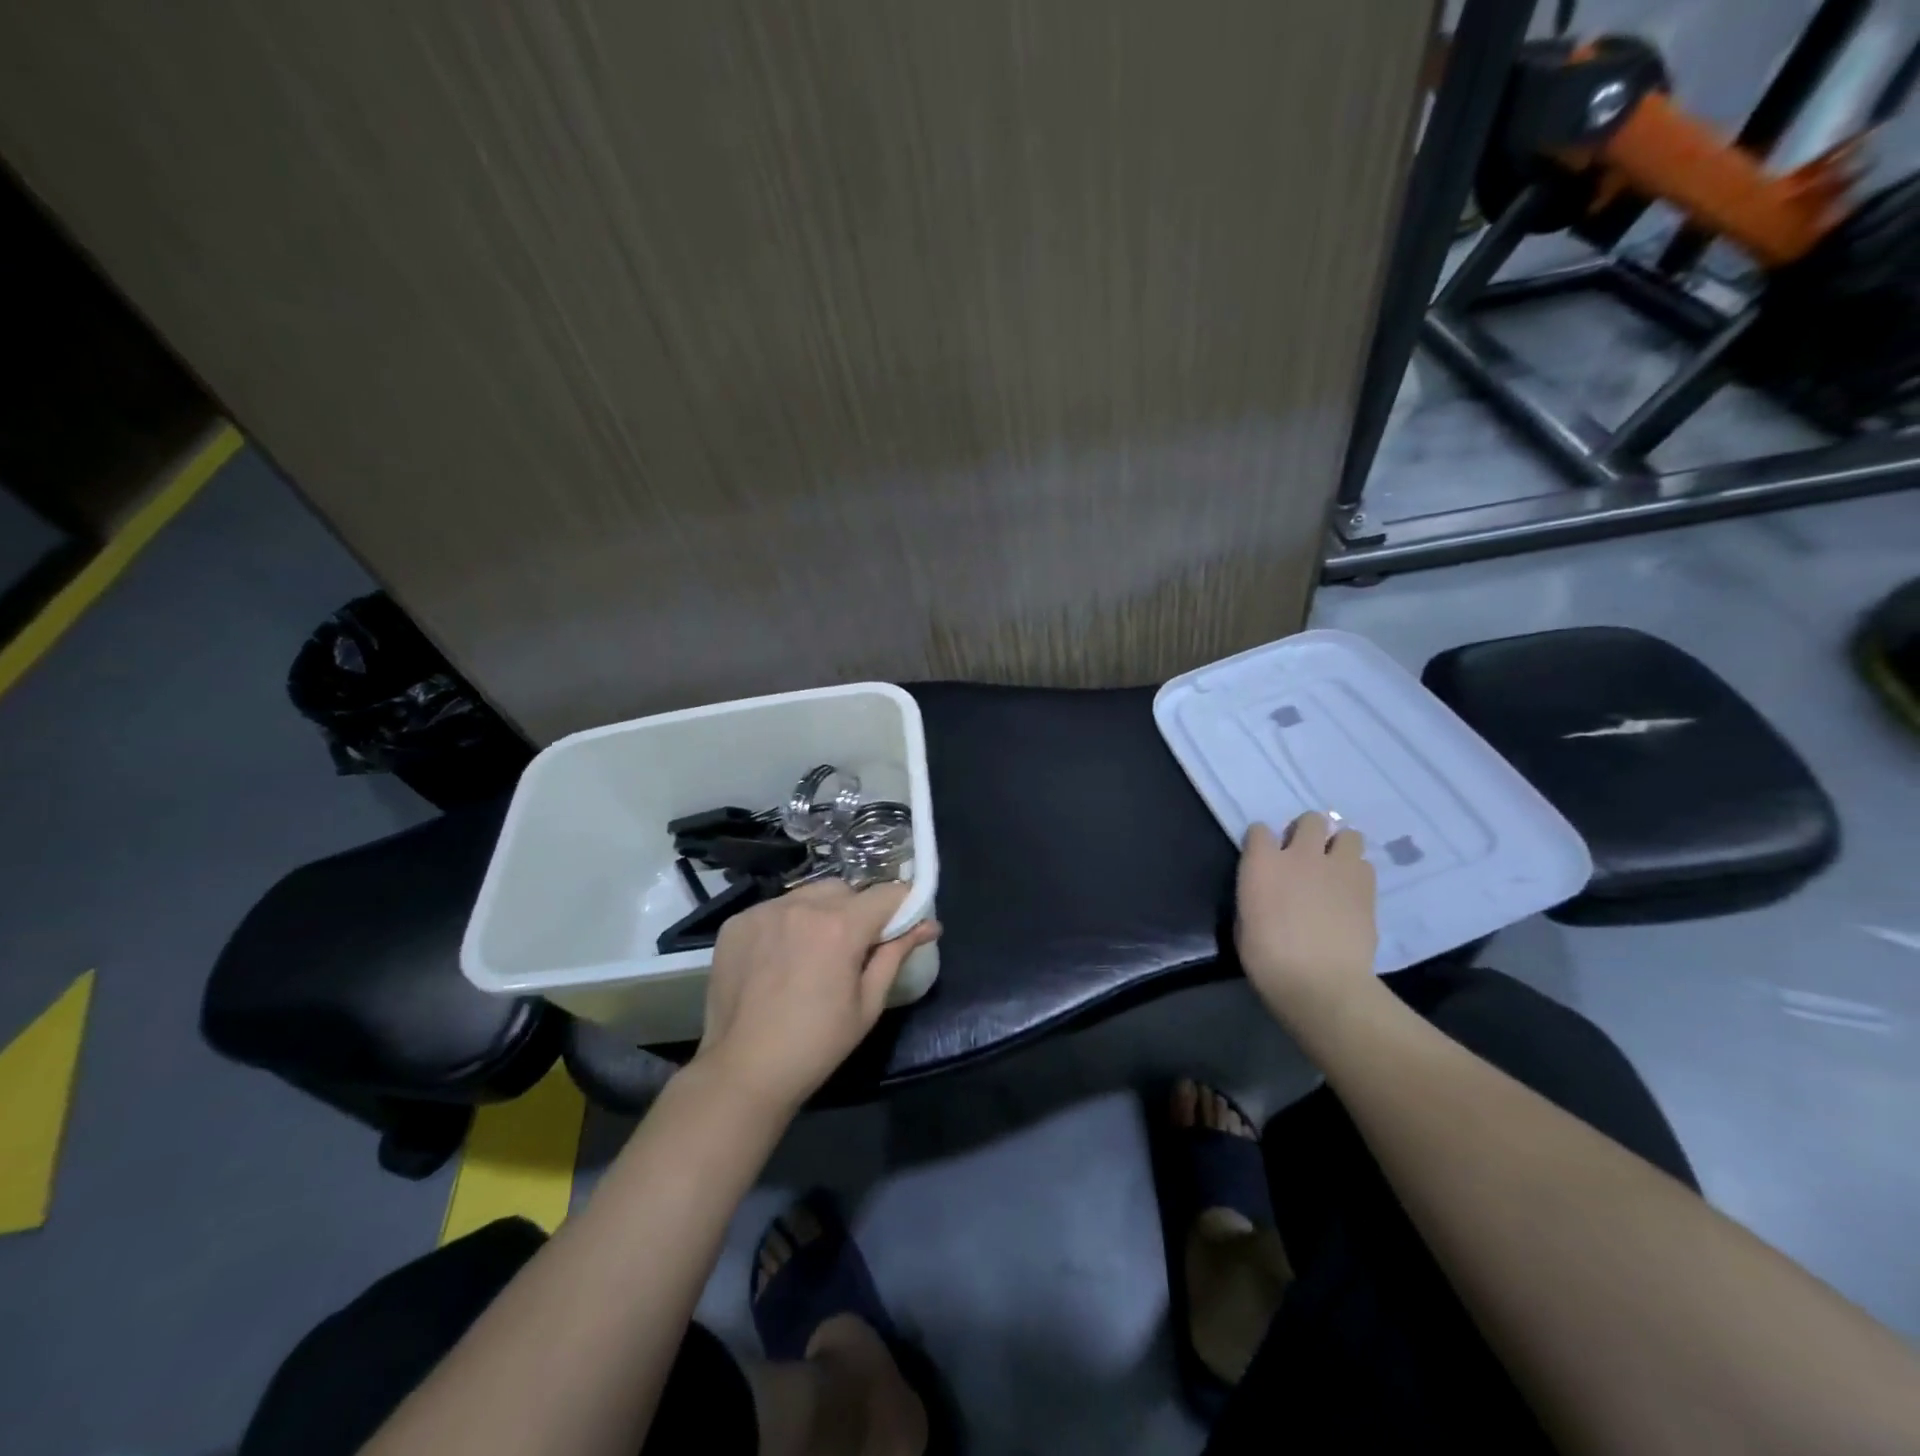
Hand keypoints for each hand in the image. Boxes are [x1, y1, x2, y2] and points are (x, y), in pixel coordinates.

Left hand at [692, 881, 939, 1114]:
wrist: (743, 1071)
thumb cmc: (816, 1044)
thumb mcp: (867, 1003)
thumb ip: (896, 954)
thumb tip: (929, 925)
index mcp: (840, 927)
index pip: (886, 894)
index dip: (900, 906)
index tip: (902, 924)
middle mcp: (802, 907)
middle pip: (845, 890)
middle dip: (857, 911)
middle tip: (853, 948)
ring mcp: (765, 911)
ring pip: (808, 895)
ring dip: (820, 913)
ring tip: (812, 951)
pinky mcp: (737, 922)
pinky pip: (775, 909)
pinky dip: (785, 924)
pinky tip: (779, 957)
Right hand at [1235, 813, 1377, 1032]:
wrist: (1320, 983)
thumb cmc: (1267, 959)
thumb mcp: (1244, 922)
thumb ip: (1256, 894)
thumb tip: (1266, 891)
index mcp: (1262, 863)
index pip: (1259, 830)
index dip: (1262, 842)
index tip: (1264, 857)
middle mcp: (1300, 855)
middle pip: (1310, 820)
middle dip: (1307, 833)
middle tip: (1306, 856)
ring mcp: (1337, 868)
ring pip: (1348, 834)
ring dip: (1339, 847)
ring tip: (1335, 868)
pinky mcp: (1365, 887)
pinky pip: (1365, 863)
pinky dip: (1357, 872)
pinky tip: (1350, 891)